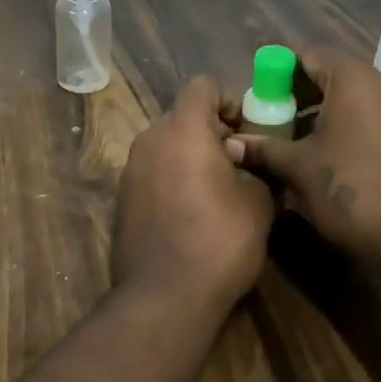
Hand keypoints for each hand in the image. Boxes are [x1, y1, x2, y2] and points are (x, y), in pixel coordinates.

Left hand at [113, 75, 274, 311]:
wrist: (165, 296)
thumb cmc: (220, 240)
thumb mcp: (259, 202)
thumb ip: (256, 169)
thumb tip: (250, 165)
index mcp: (184, 129)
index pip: (203, 85)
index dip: (229, 100)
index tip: (248, 129)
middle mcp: (150, 139)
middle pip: (183, 115)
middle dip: (211, 130)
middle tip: (238, 162)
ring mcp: (130, 169)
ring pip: (165, 145)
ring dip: (190, 156)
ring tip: (216, 190)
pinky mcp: (121, 199)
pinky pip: (152, 173)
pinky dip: (171, 179)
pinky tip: (190, 213)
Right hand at [233, 46, 380, 264]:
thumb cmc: (350, 189)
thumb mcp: (298, 168)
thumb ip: (264, 149)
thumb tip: (231, 144)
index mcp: (354, 80)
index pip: (311, 54)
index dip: (281, 69)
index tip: (261, 91)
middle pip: (334, 75)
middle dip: (301, 94)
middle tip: (275, 118)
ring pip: (357, 99)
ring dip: (325, 114)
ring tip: (299, 142)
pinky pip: (376, 119)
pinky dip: (351, 129)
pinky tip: (333, 159)